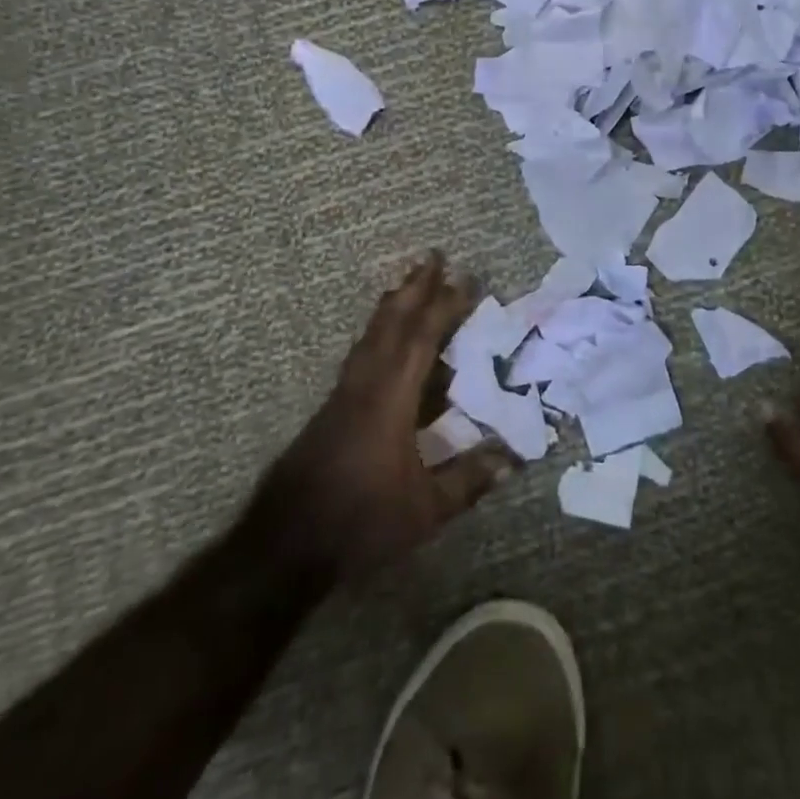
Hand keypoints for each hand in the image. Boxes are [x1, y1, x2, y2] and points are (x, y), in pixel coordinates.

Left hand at [254, 251, 515, 577]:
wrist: (285, 544)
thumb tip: (514, 457)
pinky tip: (383, 333)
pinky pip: (361, 351)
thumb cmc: (359, 523)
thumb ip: (468, 480)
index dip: (444, 307)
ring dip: (393, 302)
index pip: (421, 340)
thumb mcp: (424, 510)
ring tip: (408, 279)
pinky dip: (378, 328)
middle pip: (392, 323)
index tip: (465, 279)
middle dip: (414, 287)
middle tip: (432, 255)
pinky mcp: (332, 407)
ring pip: (372, 334)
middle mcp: (365, 385)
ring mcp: (344, 394)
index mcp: (390, 400)